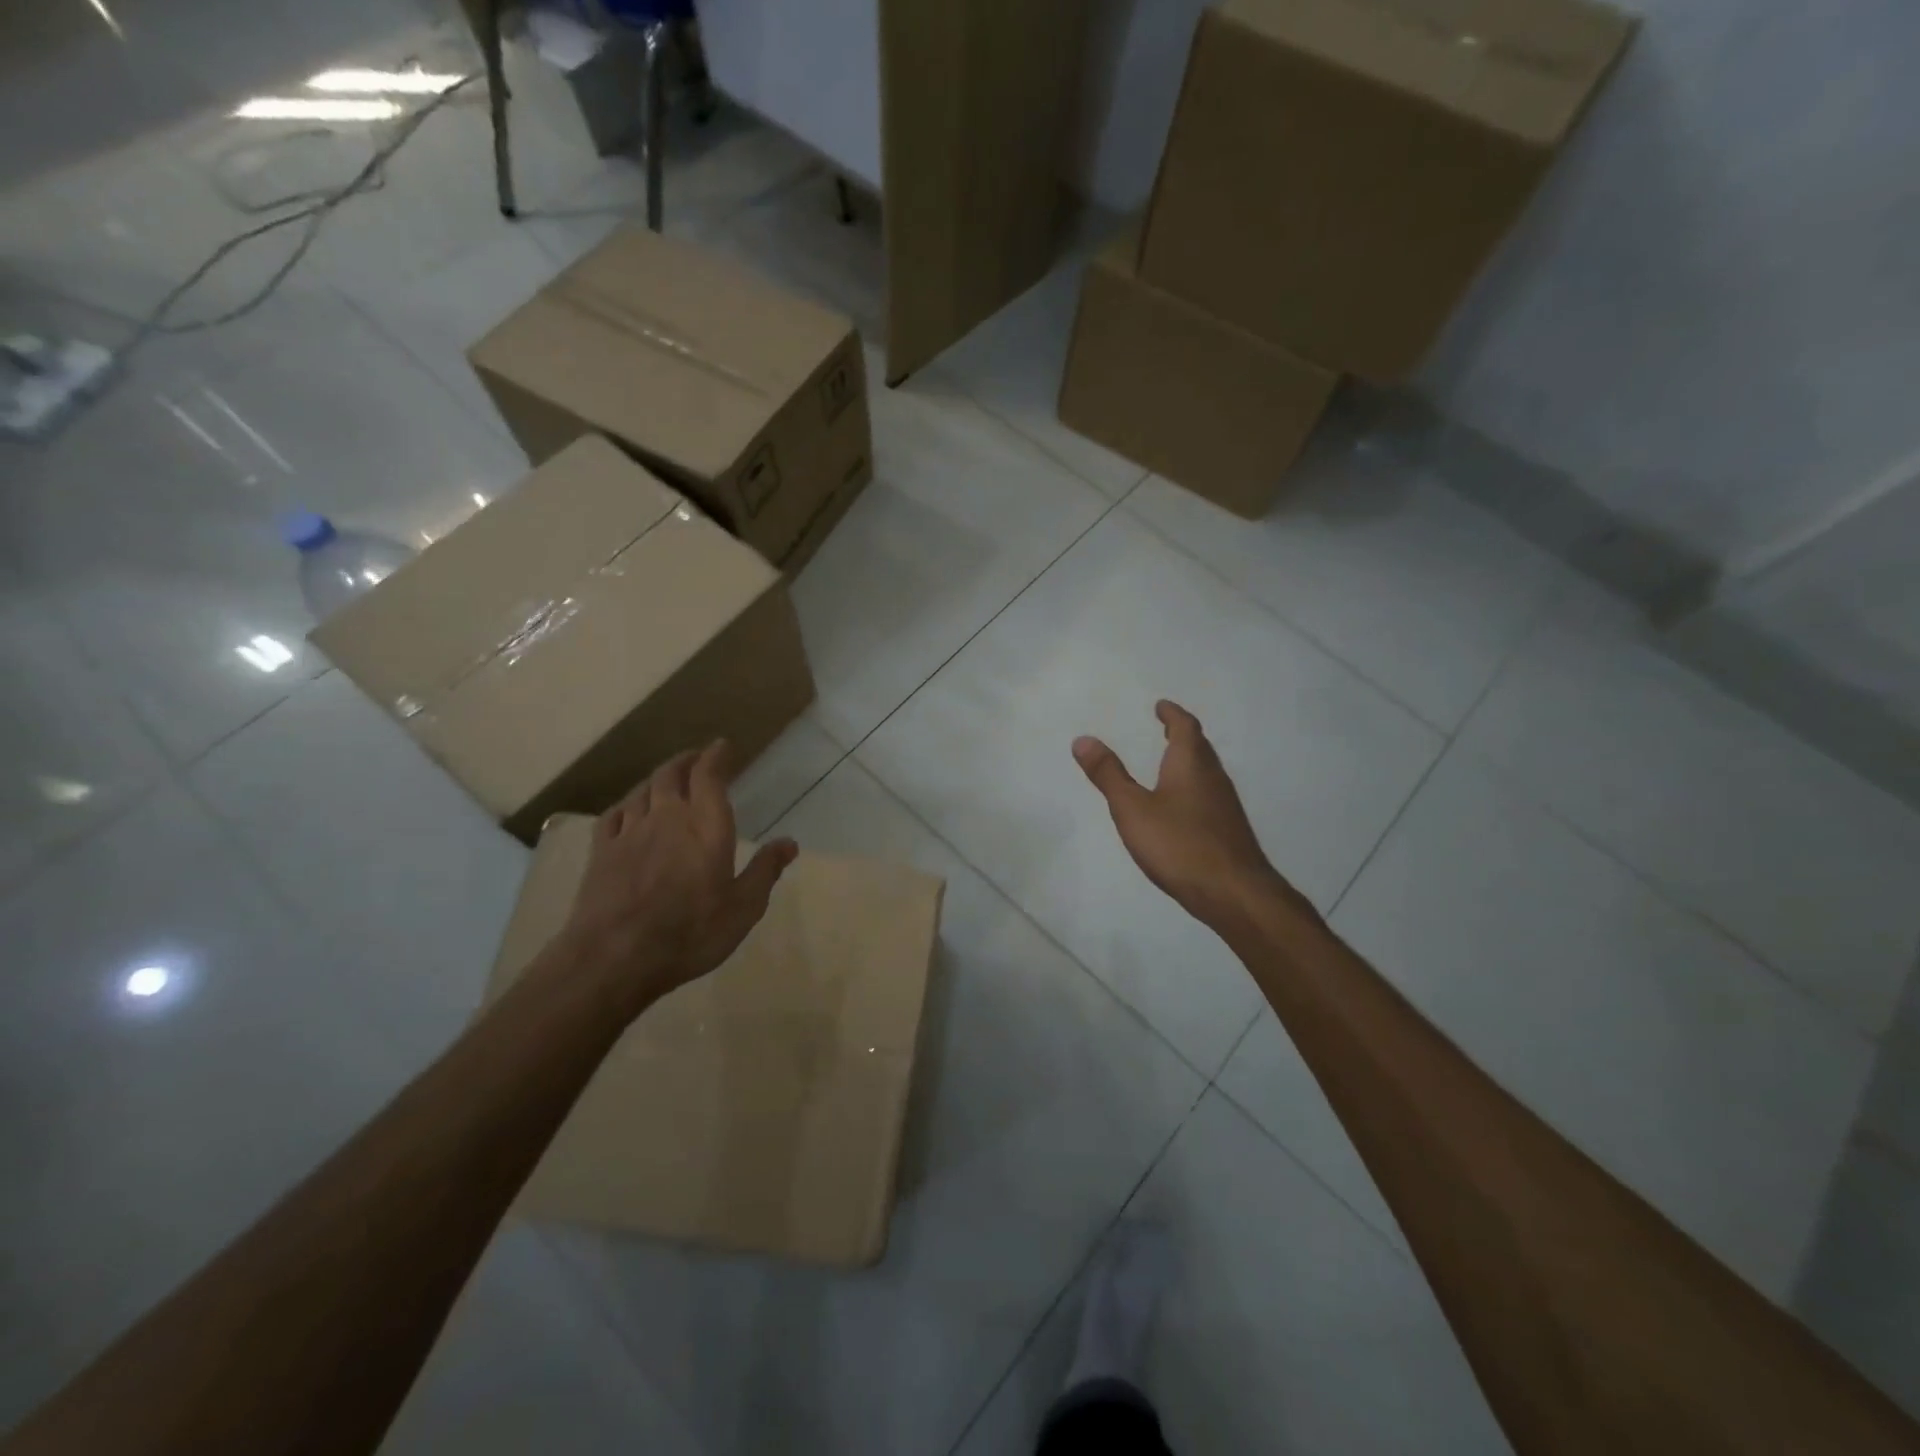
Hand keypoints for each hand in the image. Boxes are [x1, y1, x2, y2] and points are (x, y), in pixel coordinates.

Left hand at [556, 741, 797, 1016]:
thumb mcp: (743, 908)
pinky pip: (614, 815)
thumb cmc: (690, 932)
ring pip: (642, 790)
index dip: (716, 756)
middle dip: (686, 761)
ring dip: (657, 779)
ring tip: (667, 778)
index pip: (709, 776)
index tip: (722, 746)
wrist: (614, 958)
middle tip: (697, 758)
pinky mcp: (601, 852)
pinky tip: (629, 809)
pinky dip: (627, 804)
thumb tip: (789, 842)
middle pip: (672, 774)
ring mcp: (629, 833)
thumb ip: (765, 871)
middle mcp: (667, 818)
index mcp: (706, 826)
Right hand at [1073, 701, 1306, 932]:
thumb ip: (1108, 774)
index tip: (1161, 706)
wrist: (1234, 893)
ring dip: (1189, 761)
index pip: (1186, 727)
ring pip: (1206, 772)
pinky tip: (1182, 807)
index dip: (1173, 714)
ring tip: (1169, 763)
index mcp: (1191, 764)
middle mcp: (1213, 778)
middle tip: (1165, 729)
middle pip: (1200, 747)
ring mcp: (1225, 805)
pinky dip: (1193, 787)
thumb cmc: (1179, 844)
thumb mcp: (1132, 809)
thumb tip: (1083, 739)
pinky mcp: (1228, 830)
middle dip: (1182, 735)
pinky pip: (1208, 795)